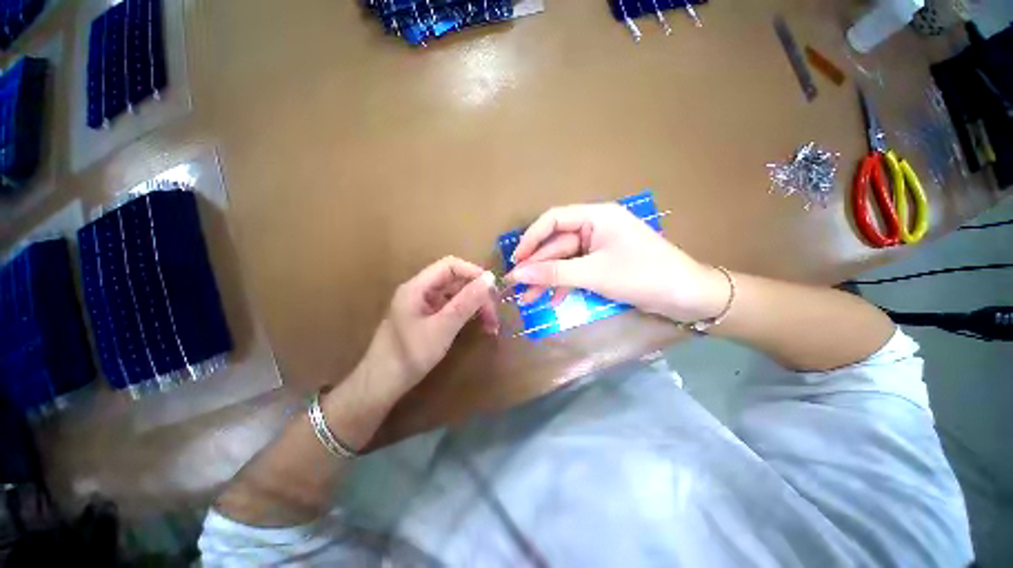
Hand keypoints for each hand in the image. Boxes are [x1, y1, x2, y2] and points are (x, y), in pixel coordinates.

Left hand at [359, 257, 498, 395]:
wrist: (381, 382)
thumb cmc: (409, 354)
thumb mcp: (442, 328)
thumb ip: (466, 303)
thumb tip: (490, 279)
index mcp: (417, 287)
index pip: (450, 265)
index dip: (474, 274)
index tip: (495, 293)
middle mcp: (417, 292)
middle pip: (452, 280)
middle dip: (476, 294)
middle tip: (495, 318)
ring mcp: (417, 307)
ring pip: (450, 296)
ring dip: (472, 306)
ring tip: (490, 326)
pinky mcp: (420, 323)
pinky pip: (445, 310)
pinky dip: (462, 316)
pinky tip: (473, 329)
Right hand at [507, 203, 728, 322]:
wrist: (686, 295)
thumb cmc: (643, 274)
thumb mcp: (596, 274)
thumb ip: (555, 272)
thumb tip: (516, 275)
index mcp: (597, 215)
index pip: (553, 220)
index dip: (530, 240)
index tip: (514, 264)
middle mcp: (599, 226)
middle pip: (559, 242)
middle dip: (539, 266)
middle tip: (518, 290)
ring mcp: (606, 247)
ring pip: (569, 259)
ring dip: (551, 278)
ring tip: (531, 301)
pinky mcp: (612, 265)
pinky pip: (582, 270)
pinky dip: (569, 284)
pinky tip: (556, 302)